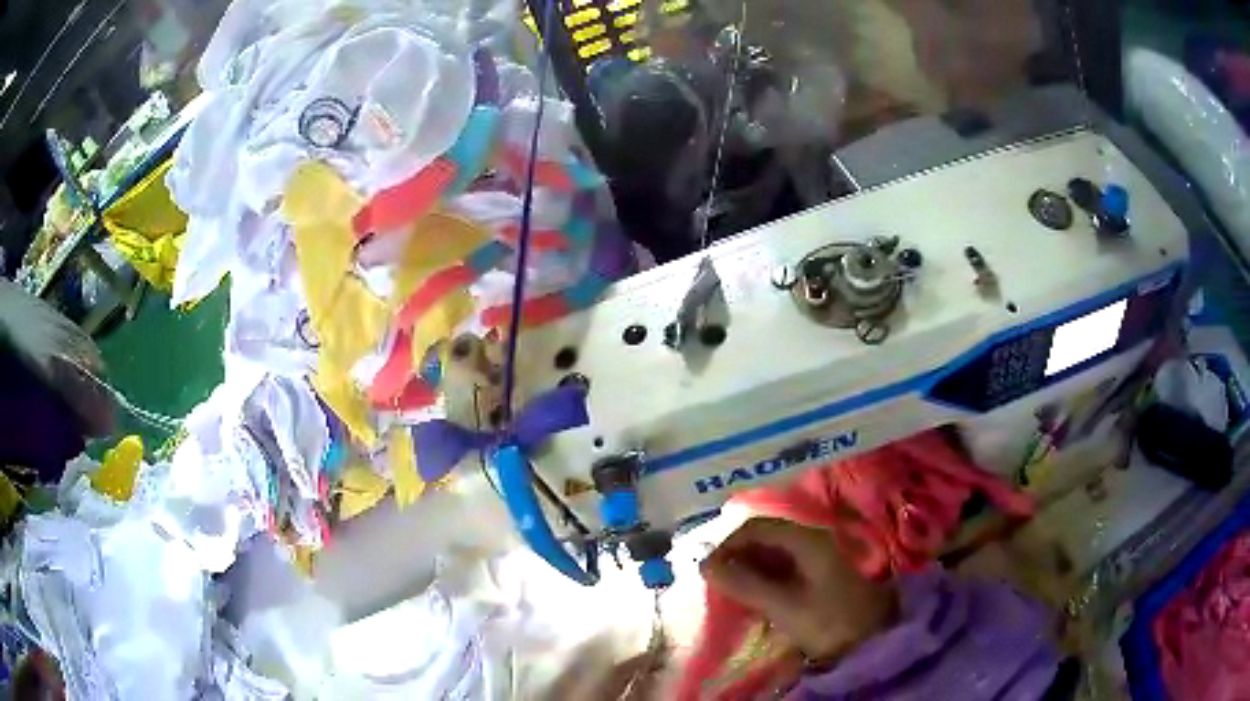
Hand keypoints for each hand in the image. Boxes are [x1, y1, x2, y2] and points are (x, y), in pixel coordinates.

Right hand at [700, 517, 895, 662]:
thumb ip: (745, 583)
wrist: (874, 640)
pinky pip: (786, 566)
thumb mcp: (784, 605)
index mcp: (806, 539)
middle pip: (766, 536)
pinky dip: (766, 577)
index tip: (707, 569)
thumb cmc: (829, 621)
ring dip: (750, 567)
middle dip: (738, 556)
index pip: (757, 527)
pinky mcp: (823, 574)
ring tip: (732, 591)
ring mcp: (820, 556)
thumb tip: (705, 564)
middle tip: (716, 582)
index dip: (728, 544)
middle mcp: (814, 539)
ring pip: (776, 552)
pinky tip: (757, 595)